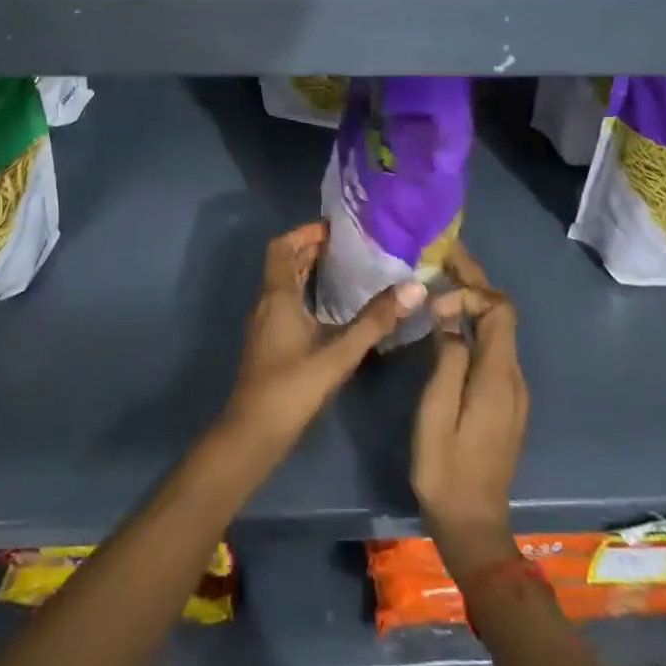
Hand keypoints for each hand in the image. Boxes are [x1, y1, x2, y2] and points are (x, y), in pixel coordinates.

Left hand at [221, 222, 427, 456]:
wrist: (252, 435)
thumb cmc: (292, 388)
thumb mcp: (339, 354)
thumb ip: (375, 321)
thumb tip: (413, 287)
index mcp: (277, 295)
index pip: (282, 246)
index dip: (305, 232)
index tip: (336, 230)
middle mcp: (267, 302)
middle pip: (284, 263)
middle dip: (312, 250)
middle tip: (350, 248)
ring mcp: (265, 324)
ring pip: (284, 284)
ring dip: (309, 272)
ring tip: (346, 271)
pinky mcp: (268, 343)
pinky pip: (285, 303)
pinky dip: (306, 294)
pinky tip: (331, 311)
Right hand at [412, 245, 527, 576]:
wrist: (473, 525)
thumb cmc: (446, 467)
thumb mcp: (437, 412)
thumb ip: (447, 357)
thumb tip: (448, 312)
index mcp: (498, 375)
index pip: (498, 310)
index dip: (472, 288)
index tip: (437, 287)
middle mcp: (513, 376)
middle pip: (501, 314)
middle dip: (475, 282)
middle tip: (444, 255)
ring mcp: (512, 390)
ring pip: (498, 328)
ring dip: (474, 299)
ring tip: (441, 279)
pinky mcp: (504, 400)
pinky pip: (493, 346)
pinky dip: (475, 322)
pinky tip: (450, 320)